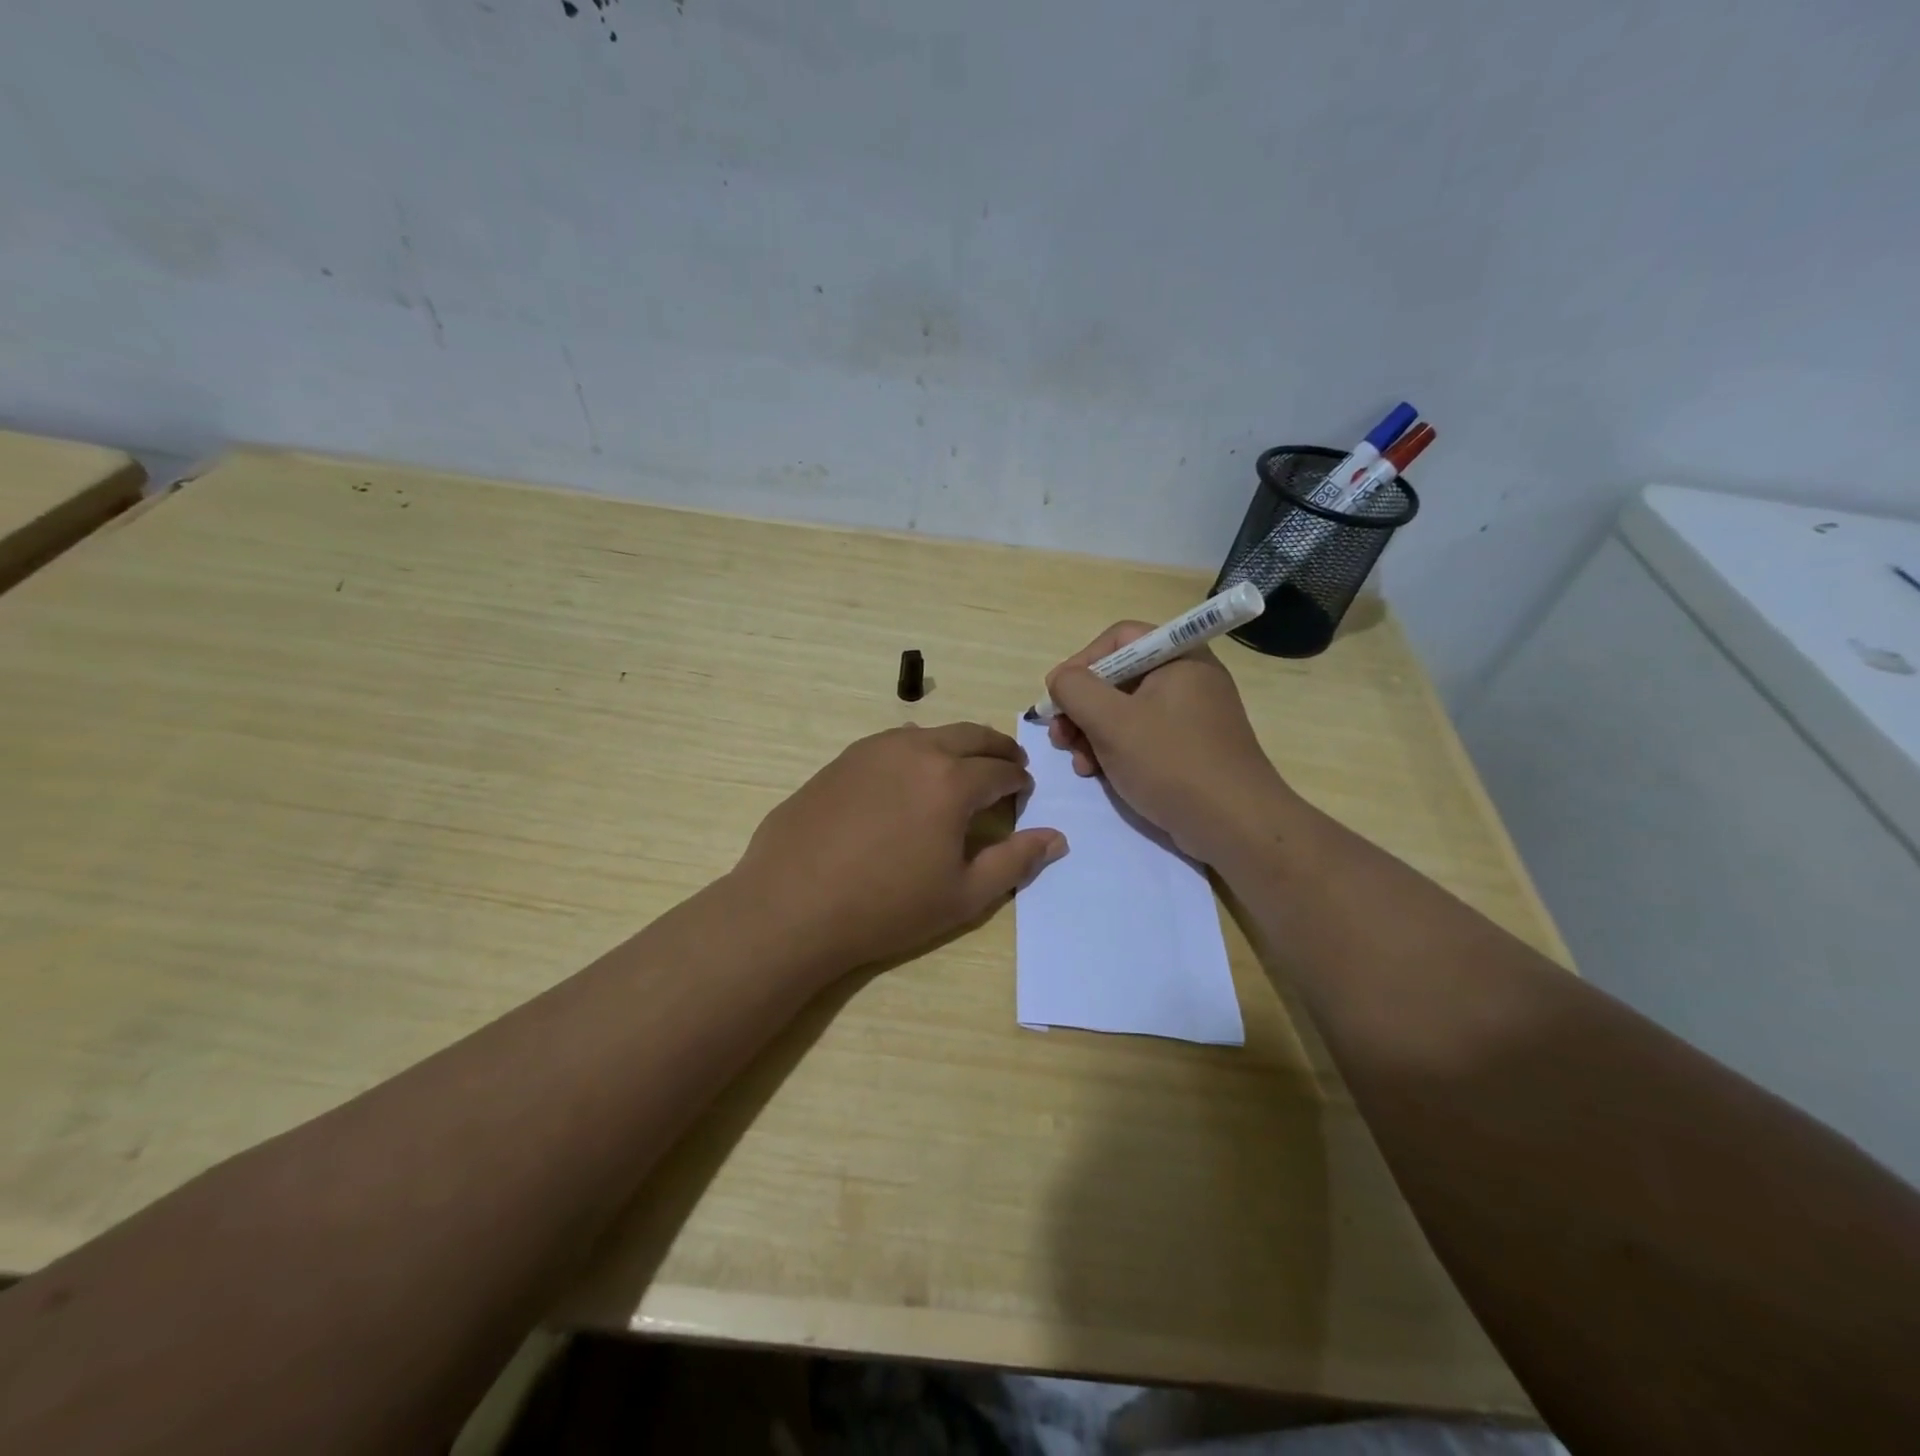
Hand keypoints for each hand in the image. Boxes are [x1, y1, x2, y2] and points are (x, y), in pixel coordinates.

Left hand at [733, 723, 1067, 973]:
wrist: (792, 905)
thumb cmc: (886, 907)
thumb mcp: (963, 895)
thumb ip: (1015, 861)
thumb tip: (1056, 838)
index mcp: (952, 781)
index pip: (1000, 770)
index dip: (1018, 781)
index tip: (1023, 793)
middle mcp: (916, 751)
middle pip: (971, 736)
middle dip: (996, 749)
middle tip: (1007, 766)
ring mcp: (873, 750)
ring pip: (930, 734)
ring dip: (956, 746)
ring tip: (961, 770)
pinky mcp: (842, 760)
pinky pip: (892, 744)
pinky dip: (917, 751)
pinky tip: (909, 779)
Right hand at [1044, 623, 1295, 864]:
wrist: (1234, 824)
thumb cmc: (1171, 762)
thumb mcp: (1111, 721)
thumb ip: (1075, 690)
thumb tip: (1060, 680)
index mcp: (1179, 657)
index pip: (1118, 639)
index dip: (1081, 663)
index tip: (1057, 697)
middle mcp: (1188, 678)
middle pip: (1118, 677)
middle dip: (1082, 707)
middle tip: (1060, 737)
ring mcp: (1191, 715)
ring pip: (1126, 711)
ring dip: (1092, 734)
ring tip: (1080, 764)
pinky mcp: (1190, 748)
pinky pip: (1143, 736)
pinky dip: (1116, 750)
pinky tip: (1099, 774)